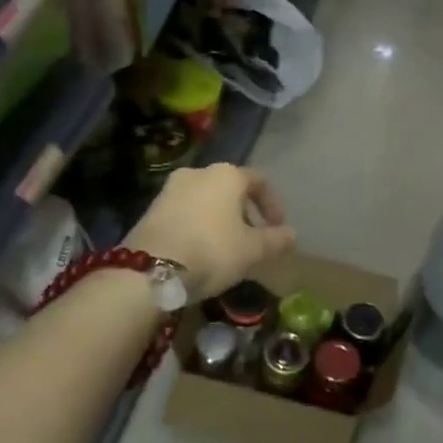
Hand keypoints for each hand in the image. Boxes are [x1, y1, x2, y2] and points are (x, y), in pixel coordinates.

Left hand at [125, 163, 295, 300]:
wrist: (149, 269)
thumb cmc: (211, 251)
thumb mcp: (252, 250)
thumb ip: (275, 239)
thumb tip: (293, 234)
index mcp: (227, 175)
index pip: (259, 181)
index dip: (273, 204)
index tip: (278, 228)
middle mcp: (198, 172)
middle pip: (230, 188)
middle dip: (245, 212)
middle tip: (253, 239)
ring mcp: (170, 188)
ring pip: (206, 199)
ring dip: (220, 219)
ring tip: (226, 247)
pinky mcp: (151, 208)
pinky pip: (185, 211)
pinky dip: (198, 224)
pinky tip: (200, 250)